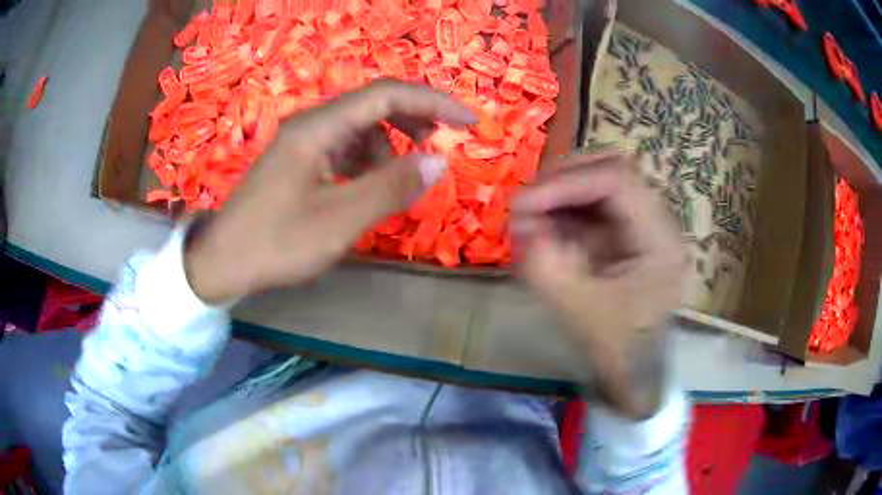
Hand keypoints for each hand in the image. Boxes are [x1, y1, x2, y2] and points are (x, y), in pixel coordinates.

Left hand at [184, 80, 475, 302]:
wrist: (224, 263)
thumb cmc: (277, 243)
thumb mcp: (339, 220)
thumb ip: (390, 187)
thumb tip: (439, 161)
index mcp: (318, 128)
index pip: (386, 95)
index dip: (433, 101)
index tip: (468, 121)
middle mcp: (311, 124)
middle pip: (373, 105)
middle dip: (413, 119)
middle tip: (439, 143)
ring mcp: (303, 142)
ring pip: (359, 129)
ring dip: (387, 148)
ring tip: (395, 183)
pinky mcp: (299, 161)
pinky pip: (344, 149)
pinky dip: (366, 163)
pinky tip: (365, 188)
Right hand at [512, 152, 686, 418]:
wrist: (636, 371)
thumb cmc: (617, 349)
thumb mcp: (579, 312)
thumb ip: (545, 266)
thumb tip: (518, 223)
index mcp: (660, 241)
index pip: (617, 181)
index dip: (566, 181)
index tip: (523, 202)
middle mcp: (658, 221)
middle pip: (610, 170)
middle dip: (561, 180)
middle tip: (523, 202)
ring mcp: (644, 223)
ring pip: (600, 181)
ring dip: (560, 191)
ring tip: (528, 215)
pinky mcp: (628, 231)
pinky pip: (594, 203)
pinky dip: (564, 208)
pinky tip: (544, 225)